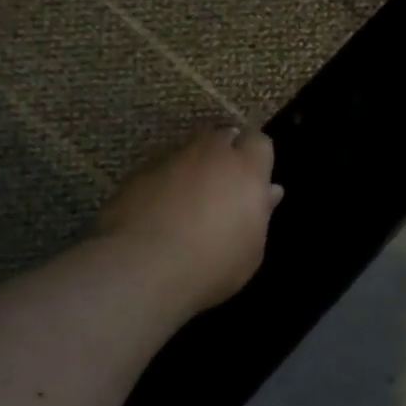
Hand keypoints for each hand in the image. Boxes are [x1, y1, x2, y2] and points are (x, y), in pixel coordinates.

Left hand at [95, 126, 283, 314]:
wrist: (143, 269)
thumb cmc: (213, 264)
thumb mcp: (252, 249)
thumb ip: (260, 213)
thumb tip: (268, 192)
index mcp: (246, 169)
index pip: (259, 141)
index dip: (256, 157)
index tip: (255, 179)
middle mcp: (210, 153)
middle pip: (222, 136)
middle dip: (225, 154)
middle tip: (224, 185)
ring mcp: (170, 160)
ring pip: (188, 151)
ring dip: (193, 167)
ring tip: (190, 199)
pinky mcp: (137, 174)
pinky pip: (159, 170)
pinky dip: (164, 183)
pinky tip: (159, 211)